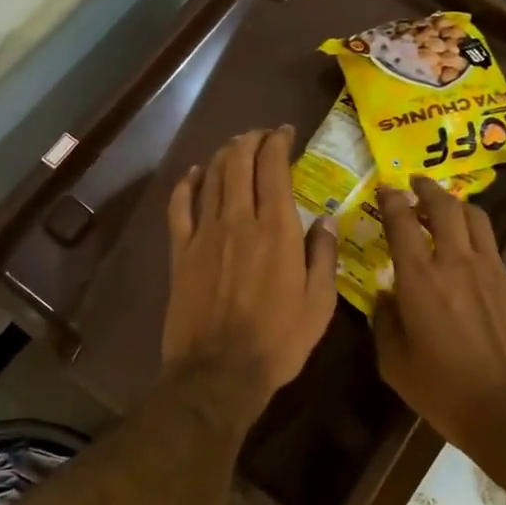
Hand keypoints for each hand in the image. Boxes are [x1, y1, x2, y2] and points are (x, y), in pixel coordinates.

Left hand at [163, 127, 337, 413]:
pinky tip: (195, 173)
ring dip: (224, 154)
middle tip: (262, 135)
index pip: (274, 167)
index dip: (278, 142)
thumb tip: (326, 219)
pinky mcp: (181, 251)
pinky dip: (187, 183)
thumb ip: (323, 256)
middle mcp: (239, 220)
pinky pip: (180, 206)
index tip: (286, 133)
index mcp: (277, 229)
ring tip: (236, 146)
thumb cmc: (278, 340)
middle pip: (239, 162)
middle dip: (251, 140)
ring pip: (212, 177)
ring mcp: (205, 233)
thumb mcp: (319, 304)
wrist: (219, 371)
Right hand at [373, 177, 505, 442]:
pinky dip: (476, 240)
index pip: (402, 222)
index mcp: (420, 279)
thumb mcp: (396, 364)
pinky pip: (493, 250)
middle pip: (445, 207)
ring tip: (445, 209)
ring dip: (456, 206)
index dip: (391, 199)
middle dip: (427, 189)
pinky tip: (469, 259)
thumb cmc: (446, 392)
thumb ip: (385, 323)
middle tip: (416, 184)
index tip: (385, 188)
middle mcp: (457, 264)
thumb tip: (384, 297)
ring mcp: (493, 272)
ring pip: (476, 220)